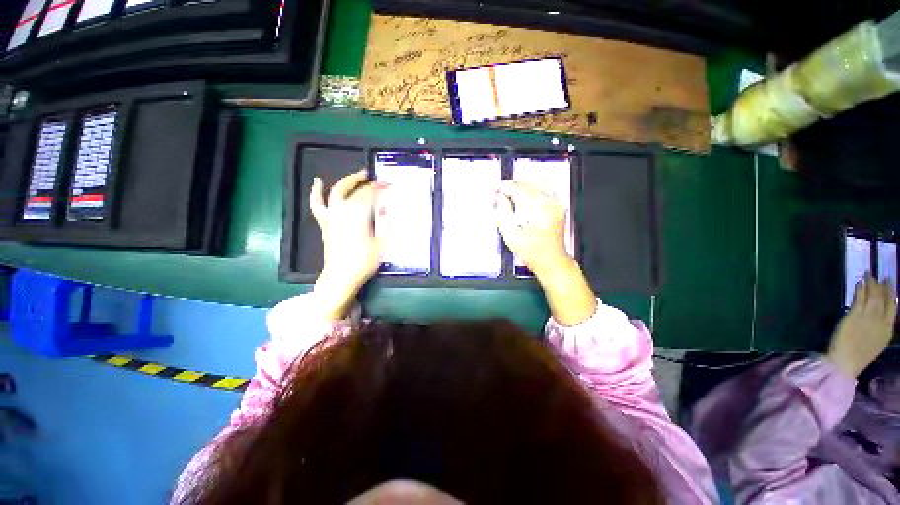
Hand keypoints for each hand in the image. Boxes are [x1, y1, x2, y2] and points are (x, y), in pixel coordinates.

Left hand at [309, 170, 384, 318]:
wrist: (341, 276)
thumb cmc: (364, 262)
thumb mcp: (382, 244)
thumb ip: (385, 224)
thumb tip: (385, 209)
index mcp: (359, 216)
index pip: (371, 195)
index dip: (381, 188)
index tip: (389, 185)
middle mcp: (343, 211)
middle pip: (356, 191)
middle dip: (368, 183)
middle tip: (377, 180)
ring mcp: (331, 216)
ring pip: (337, 191)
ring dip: (348, 181)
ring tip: (358, 176)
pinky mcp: (325, 222)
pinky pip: (317, 204)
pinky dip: (316, 192)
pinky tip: (317, 182)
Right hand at [496, 180, 595, 325]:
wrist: (552, 262)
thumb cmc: (532, 253)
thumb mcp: (511, 236)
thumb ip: (503, 214)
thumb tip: (499, 198)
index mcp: (537, 210)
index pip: (518, 190)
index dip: (504, 187)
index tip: (494, 188)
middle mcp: (549, 204)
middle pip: (528, 183)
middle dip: (512, 183)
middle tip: (499, 188)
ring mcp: (556, 204)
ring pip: (539, 182)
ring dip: (523, 182)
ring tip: (510, 187)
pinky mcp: (558, 207)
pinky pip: (547, 188)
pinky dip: (535, 185)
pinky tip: (526, 188)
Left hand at [827, 274, 897, 377]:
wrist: (845, 362)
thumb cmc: (858, 356)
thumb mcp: (876, 342)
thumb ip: (879, 329)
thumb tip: (880, 316)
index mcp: (888, 330)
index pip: (892, 308)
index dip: (891, 294)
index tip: (890, 284)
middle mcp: (880, 322)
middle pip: (883, 300)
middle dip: (882, 286)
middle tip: (880, 276)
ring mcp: (868, 318)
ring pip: (872, 297)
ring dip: (871, 284)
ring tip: (868, 275)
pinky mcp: (854, 315)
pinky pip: (859, 299)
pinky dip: (860, 290)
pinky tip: (859, 283)